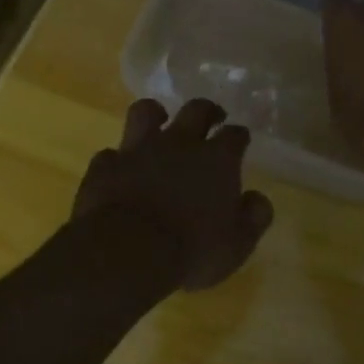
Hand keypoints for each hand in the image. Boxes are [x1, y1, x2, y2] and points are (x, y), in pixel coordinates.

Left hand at [72, 98, 274, 289]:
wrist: (127, 253)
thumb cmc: (192, 250)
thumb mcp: (237, 244)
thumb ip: (254, 217)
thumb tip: (258, 199)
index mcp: (217, 160)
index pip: (235, 135)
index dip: (239, 136)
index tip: (241, 140)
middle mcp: (180, 143)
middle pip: (196, 110)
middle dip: (207, 110)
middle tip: (211, 117)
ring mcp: (138, 150)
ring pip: (146, 112)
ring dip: (155, 115)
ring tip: (159, 122)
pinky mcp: (106, 166)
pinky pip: (111, 154)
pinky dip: (118, 160)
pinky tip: (121, 170)